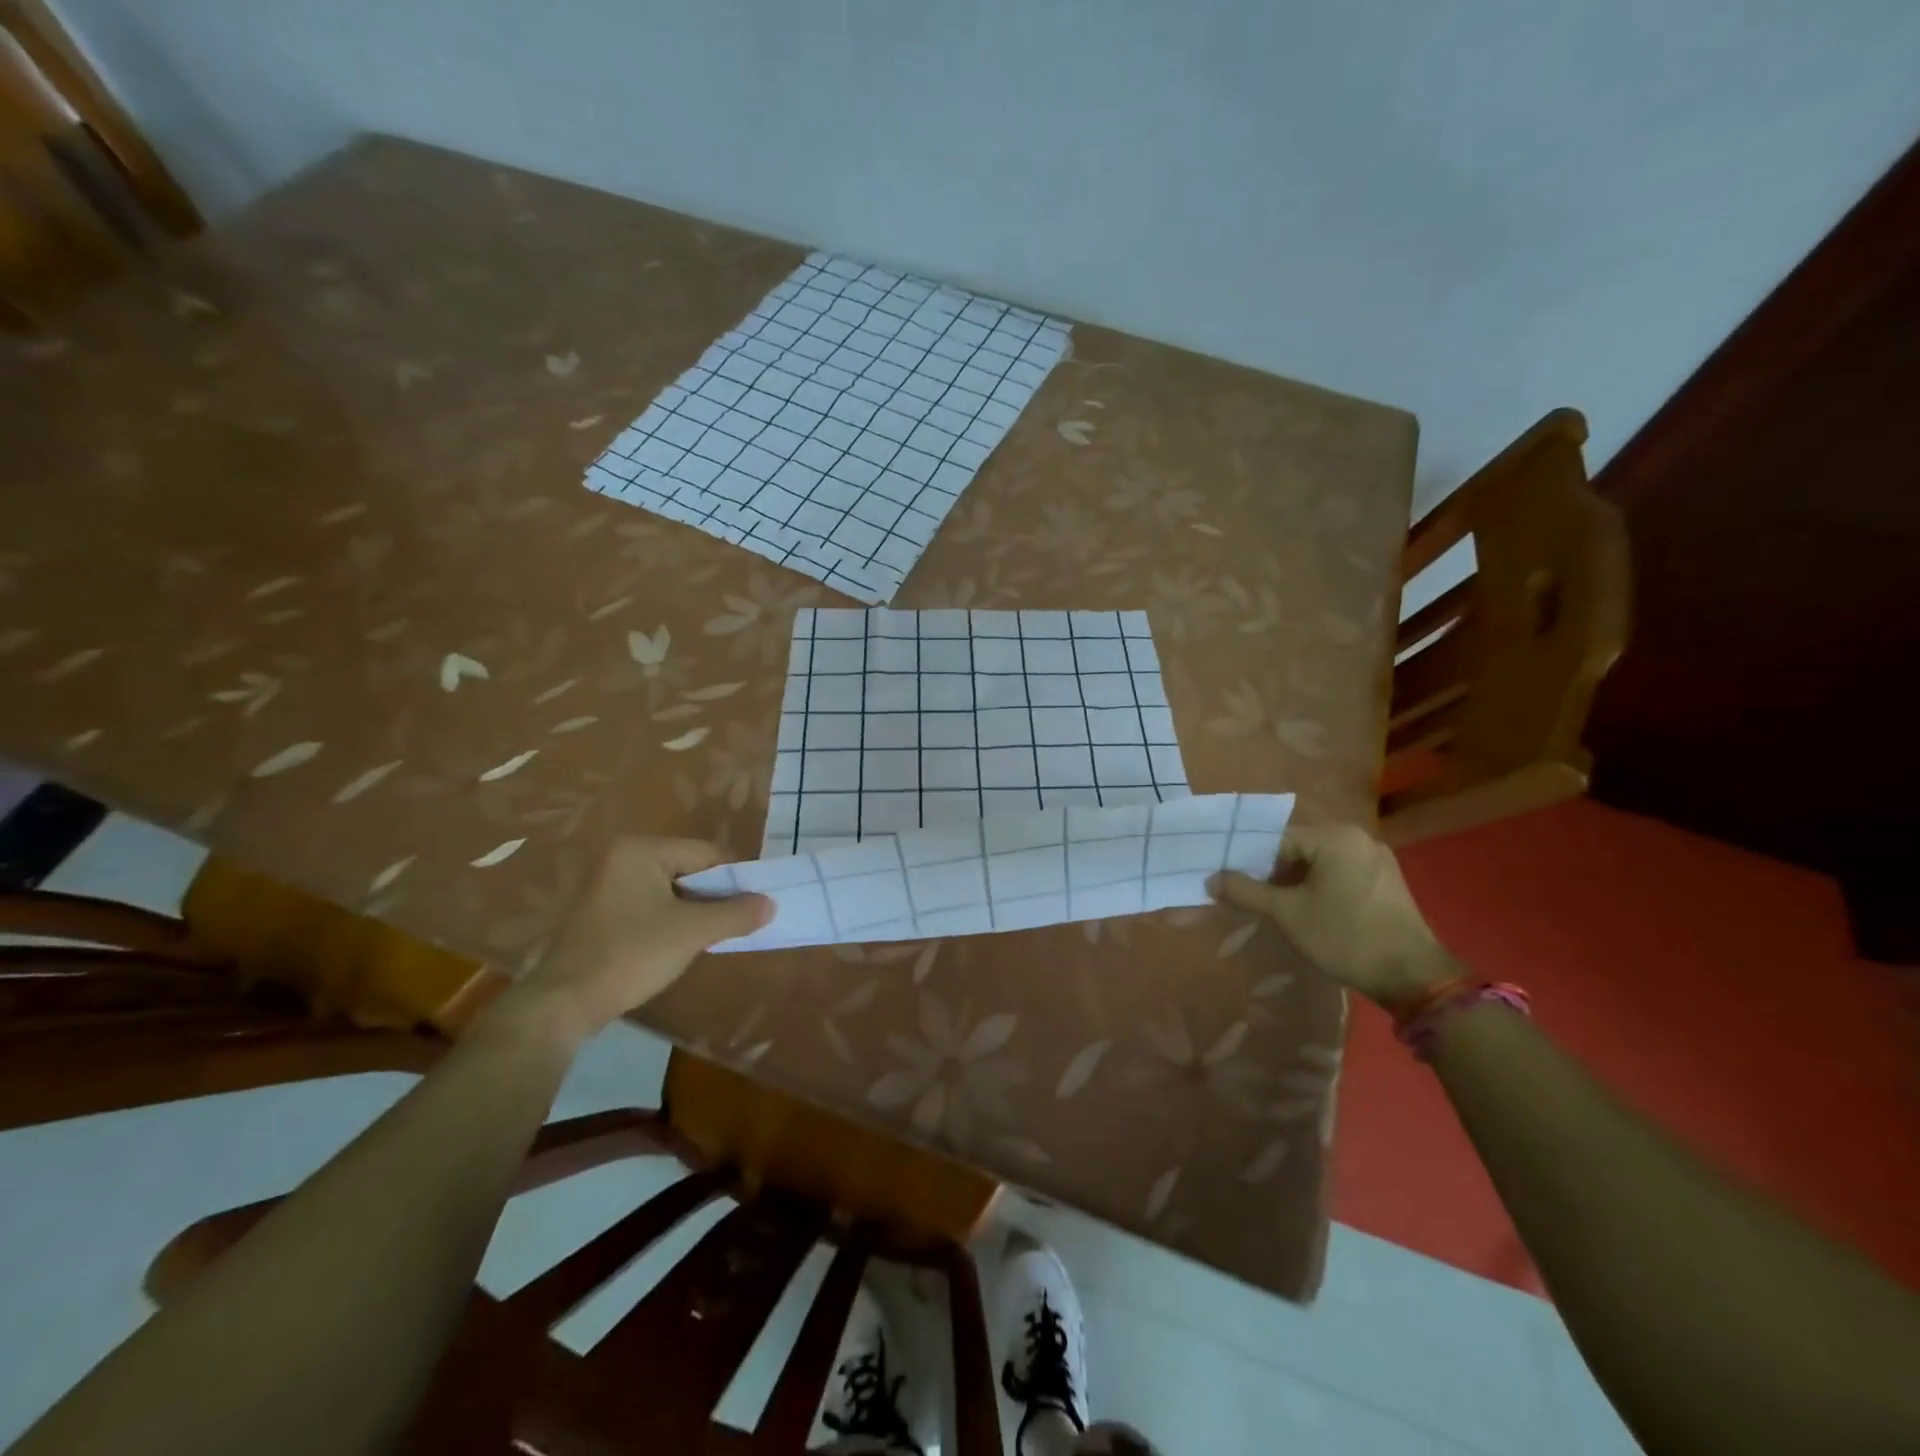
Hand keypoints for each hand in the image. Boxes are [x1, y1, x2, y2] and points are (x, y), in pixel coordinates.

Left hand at [503, 837, 771, 1042]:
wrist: (563, 1003)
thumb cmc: (631, 955)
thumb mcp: (692, 933)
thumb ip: (735, 914)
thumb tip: (770, 904)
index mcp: (641, 850)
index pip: (706, 854)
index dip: (734, 879)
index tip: (753, 907)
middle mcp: (621, 857)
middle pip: (689, 868)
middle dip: (713, 896)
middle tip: (733, 924)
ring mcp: (607, 883)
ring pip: (671, 888)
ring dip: (694, 910)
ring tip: (709, 936)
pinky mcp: (601, 910)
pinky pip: (650, 903)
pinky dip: (670, 919)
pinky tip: (678, 944)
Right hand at [1208, 823, 1455, 1009]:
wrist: (1412, 976)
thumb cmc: (1344, 936)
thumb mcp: (1287, 914)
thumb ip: (1246, 891)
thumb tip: (1210, 879)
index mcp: (1335, 836)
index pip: (1278, 839)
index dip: (1251, 861)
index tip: (1233, 883)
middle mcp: (1358, 838)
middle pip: (1299, 848)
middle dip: (1272, 872)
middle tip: (1252, 897)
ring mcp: (1377, 859)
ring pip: (1320, 863)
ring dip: (1295, 881)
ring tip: (1277, 907)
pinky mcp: (1386, 881)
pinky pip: (1341, 874)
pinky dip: (1319, 887)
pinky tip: (1310, 911)